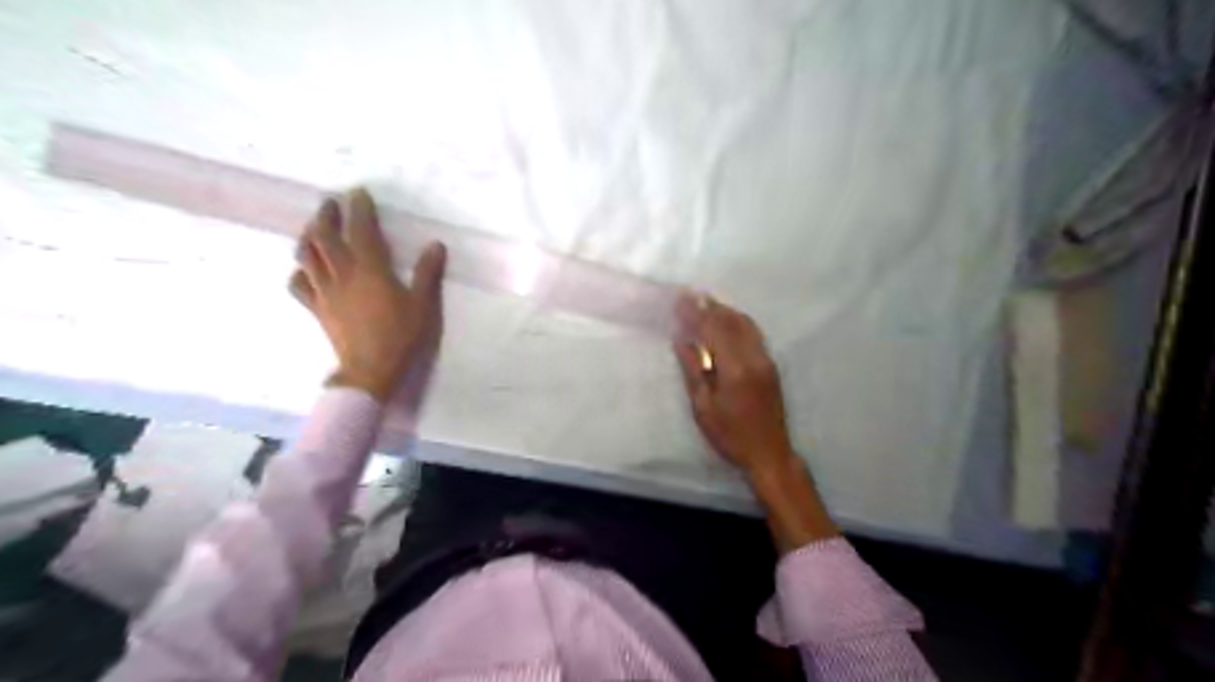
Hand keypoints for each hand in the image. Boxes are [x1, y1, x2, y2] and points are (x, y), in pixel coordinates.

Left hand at [289, 186, 443, 401]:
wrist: (371, 369)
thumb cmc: (401, 335)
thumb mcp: (423, 304)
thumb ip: (427, 273)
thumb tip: (436, 245)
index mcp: (370, 270)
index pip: (361, 231)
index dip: (359, 209)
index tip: (359, 193)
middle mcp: (342, 274)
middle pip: (323, 236)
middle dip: (326, 215)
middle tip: (331, 203)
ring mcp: (324, 291)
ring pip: (306, 255)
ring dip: (308, 235)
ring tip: (314, 227)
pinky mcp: (317, 308)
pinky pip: (299, 284)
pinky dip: (300, 271)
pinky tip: (305, 269)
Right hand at [674, 293, 834, 547]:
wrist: (769, 453)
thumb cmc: (730, 435)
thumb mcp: (703, 408)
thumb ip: (693, 370)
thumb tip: (682, 340)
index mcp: (734, 368)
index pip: (712, 330)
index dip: (696, 313)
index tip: (681, 299)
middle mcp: (754, 357)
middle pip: (730, 322)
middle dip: (709, 306)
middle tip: (690, 294)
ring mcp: (766, 360)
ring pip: (745, 325)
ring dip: (725, 311)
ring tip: (706, 302)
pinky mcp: (771, 365)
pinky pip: (753, 334)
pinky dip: (738, 321)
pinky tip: (727, 320)